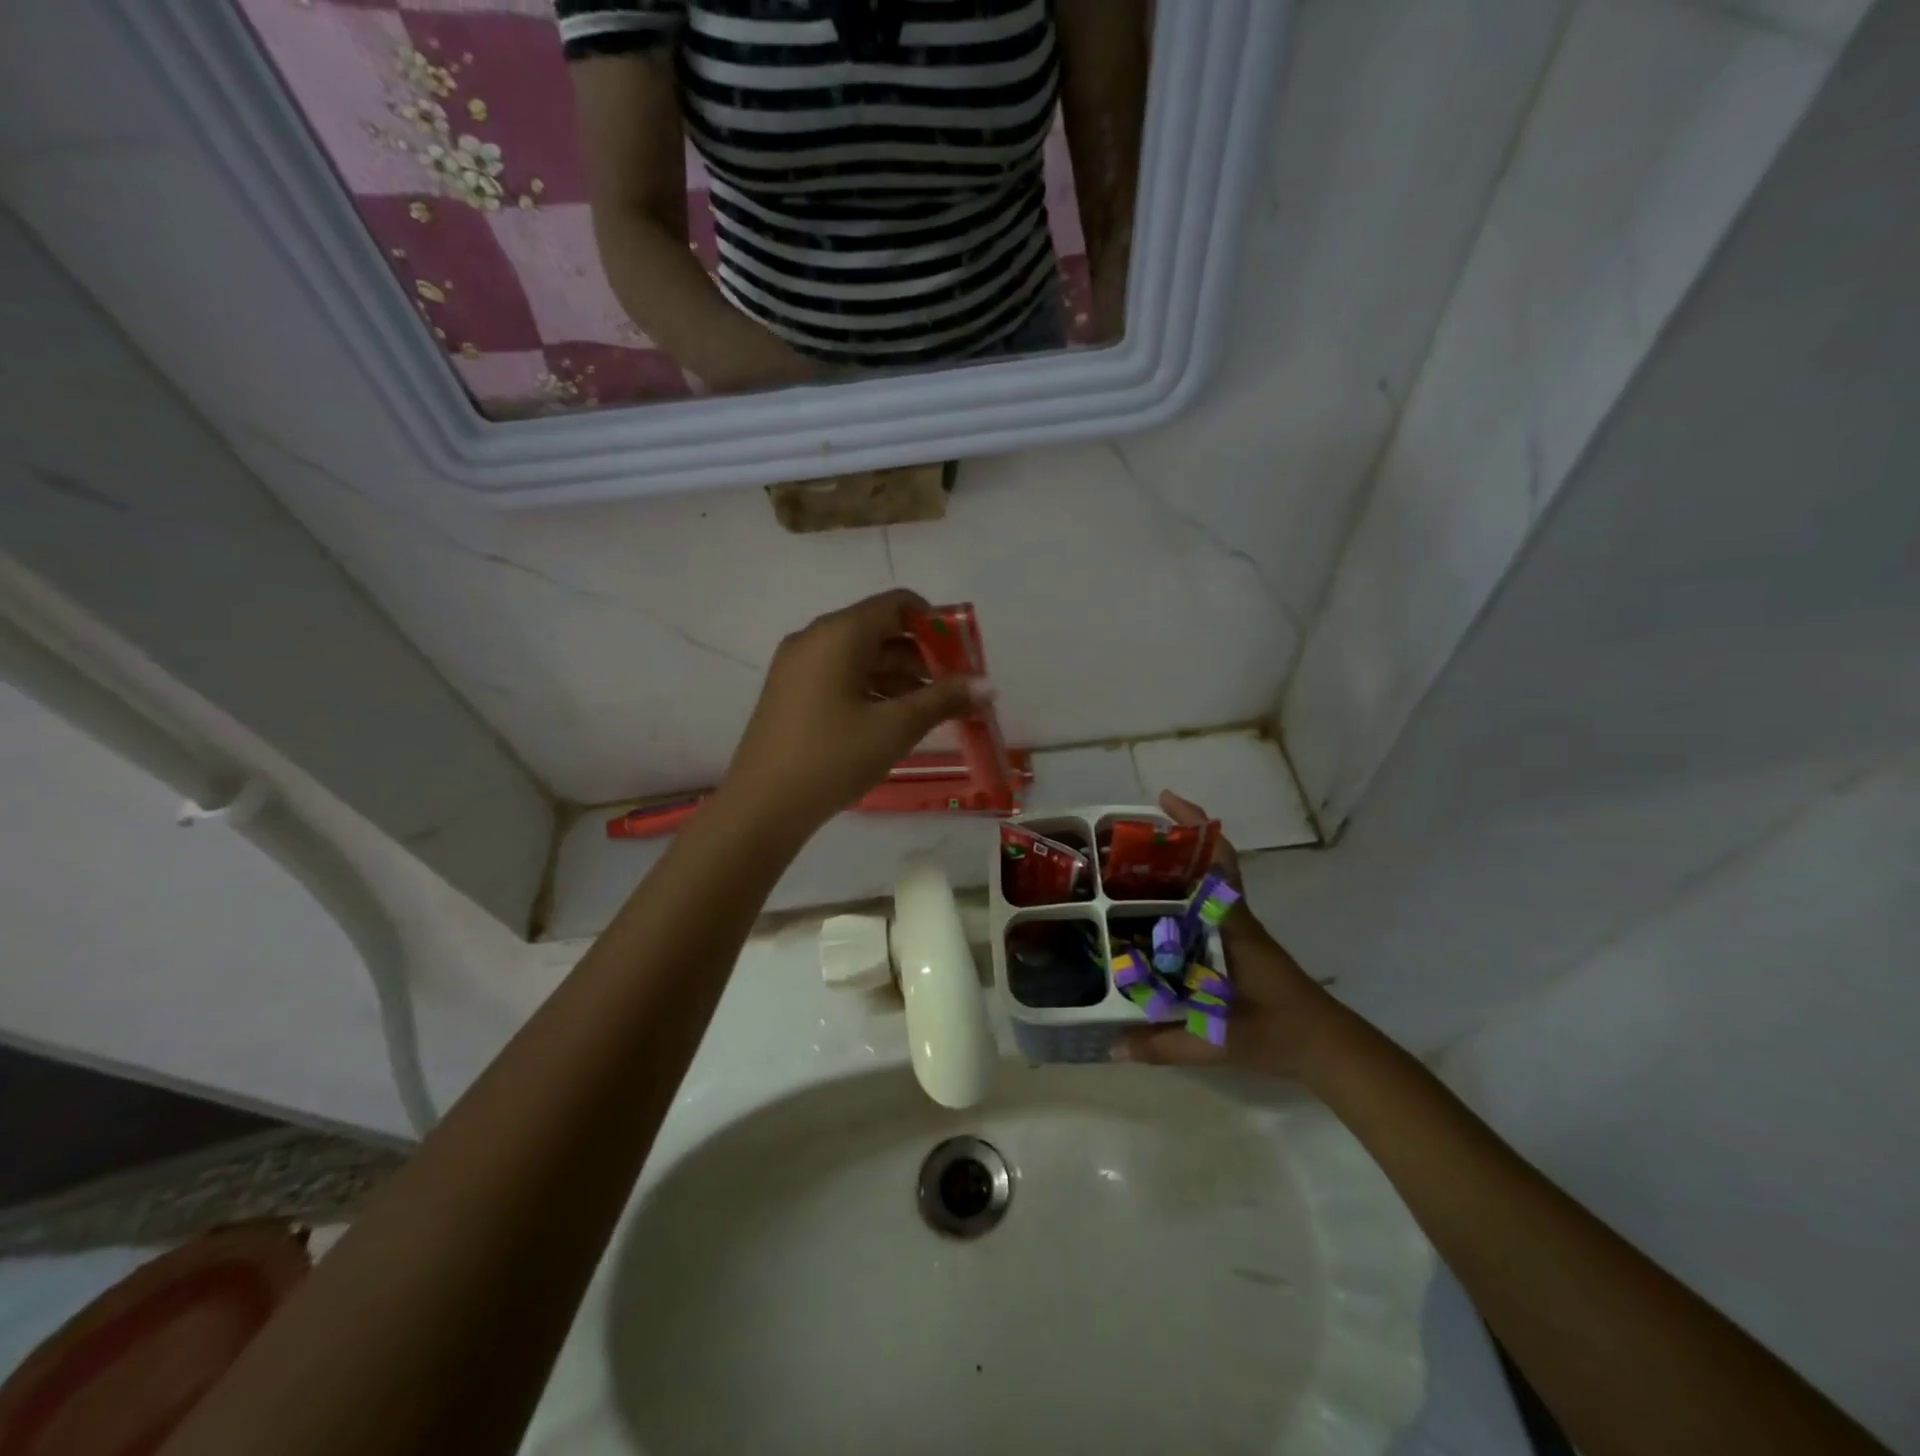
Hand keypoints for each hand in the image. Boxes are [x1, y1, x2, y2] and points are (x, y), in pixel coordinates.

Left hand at [721, 589, 985, 832]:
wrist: (762, 807)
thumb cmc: (833, 757)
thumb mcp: (895, 727)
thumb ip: (944, 699)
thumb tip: (987, 686)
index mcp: (839, 633)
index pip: (897, 604)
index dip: (937, 624)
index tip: (963, 657)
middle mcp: (815, 639)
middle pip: (880, 630)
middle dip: (922, 656)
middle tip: (955, 690)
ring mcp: (798, 666)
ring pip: (861, 657)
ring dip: (900, 677)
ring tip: (931, 711)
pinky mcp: (791, 693)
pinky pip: (841, 676)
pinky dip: (872, 689)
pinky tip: (894, 721)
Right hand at [1113, 791, 1333, 1077]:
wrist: (1325, 1046)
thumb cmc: (1274, 1031)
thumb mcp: (1214, 1039)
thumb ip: (1162, 1044)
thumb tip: (1110, 1045)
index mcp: (1231, 925)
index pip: (1218, 861)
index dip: (1195, 825)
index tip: (1165, 800)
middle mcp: (1234, 918)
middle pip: (1205, 863)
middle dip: (1170, 843)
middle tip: (1124, 840)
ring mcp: (1238, 931)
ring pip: (1204, 885)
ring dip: (1173, 870)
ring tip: (1127, 870)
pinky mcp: (1238, 946)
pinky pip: (1205, 909)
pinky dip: (1180, 901)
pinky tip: (1152, 917)